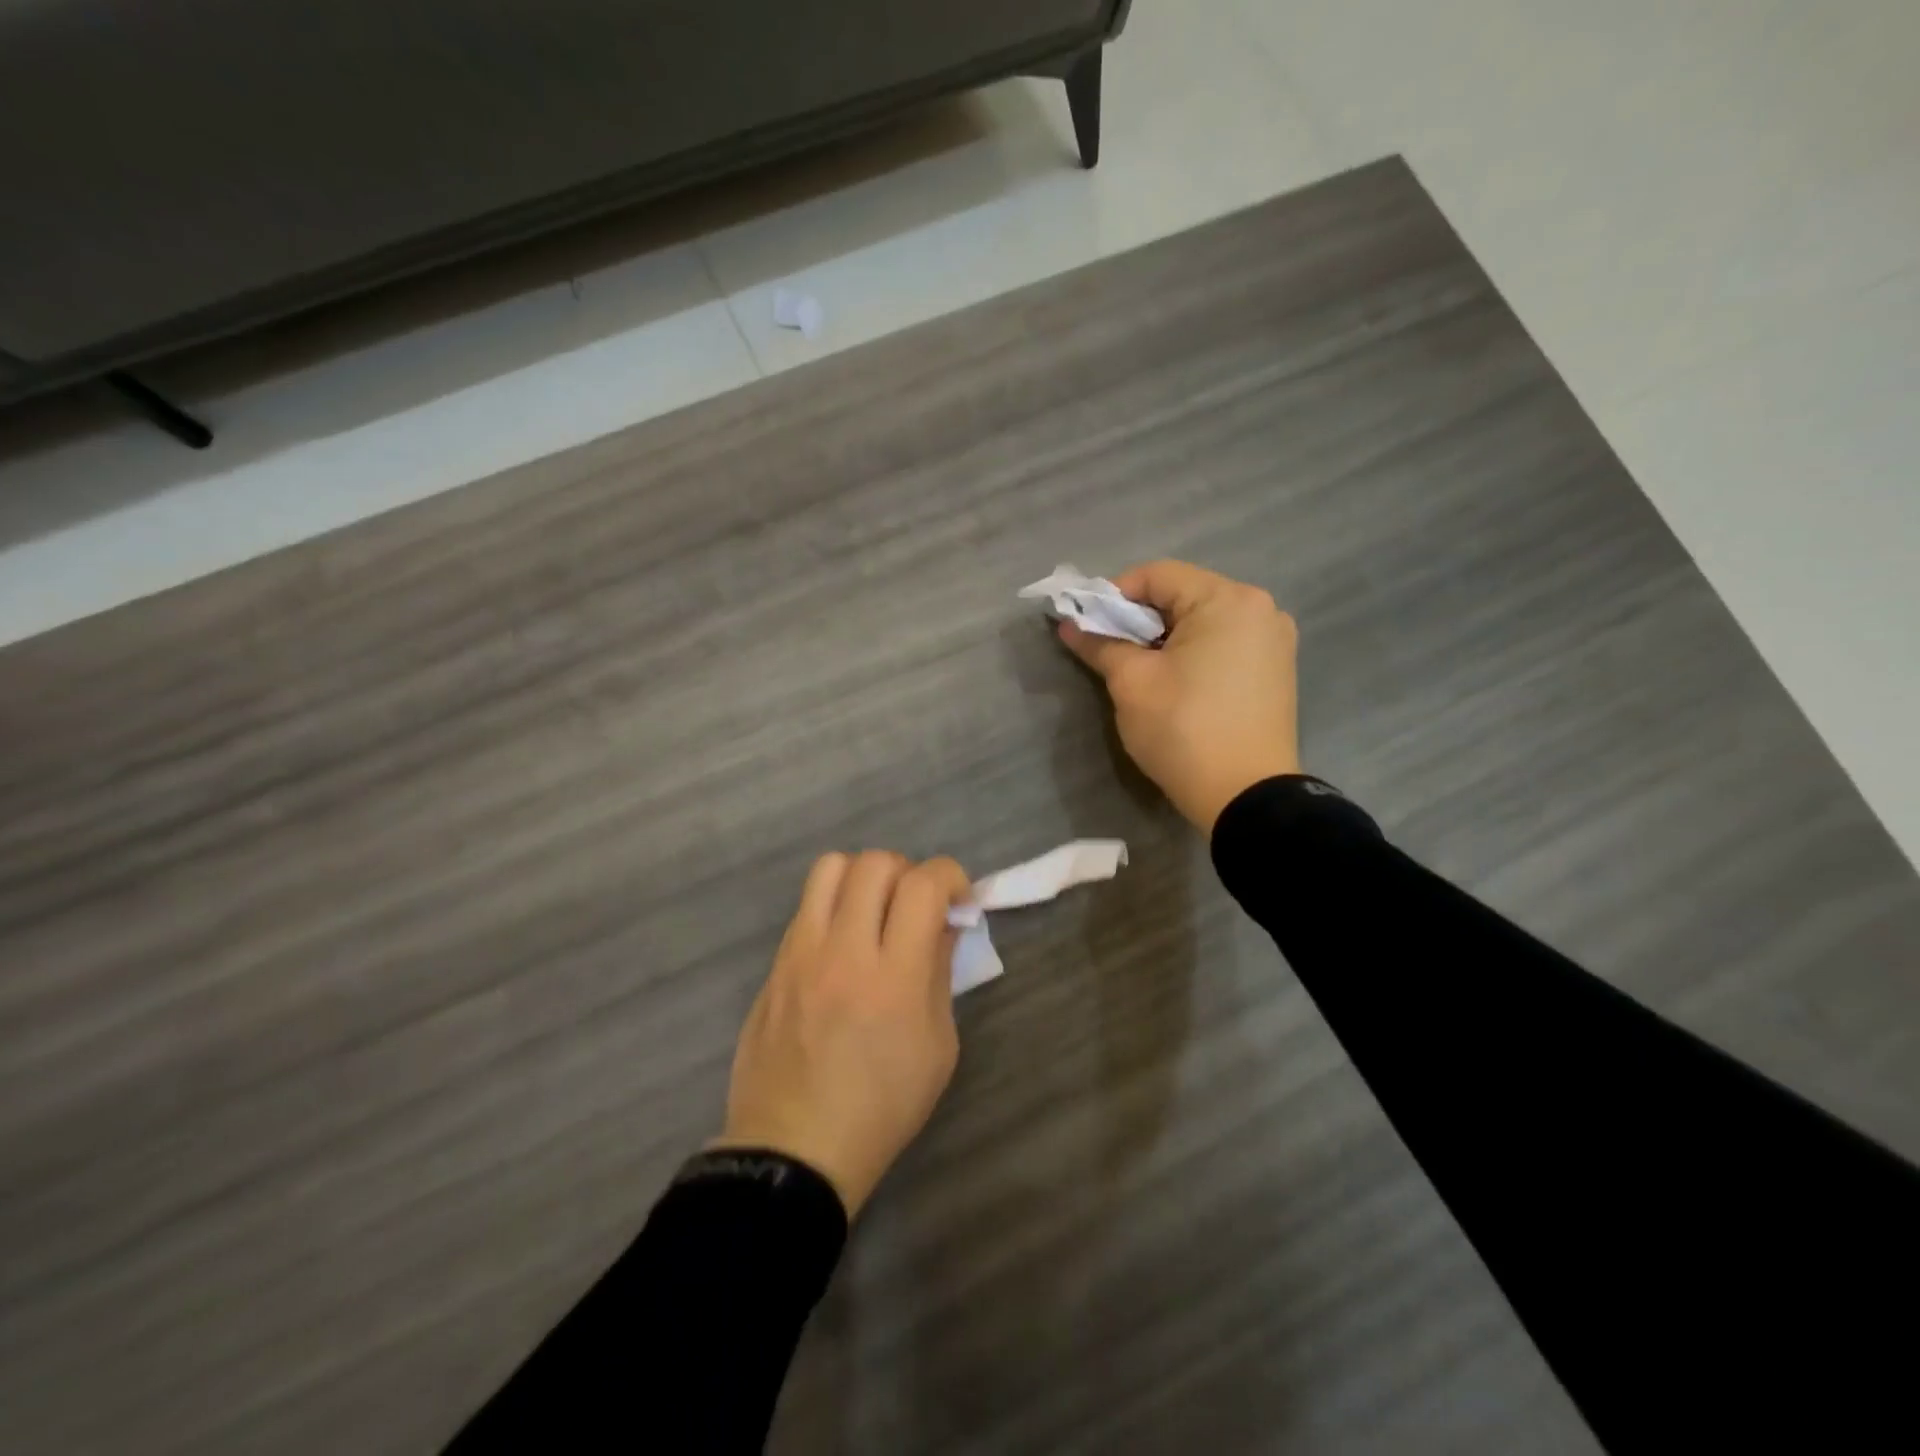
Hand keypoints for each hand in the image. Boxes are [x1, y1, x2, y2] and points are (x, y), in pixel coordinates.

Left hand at [713, 851, 970, 1216]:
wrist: (794, 1149)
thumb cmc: (881, 1107)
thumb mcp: (938, 1047)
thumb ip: (940, 972)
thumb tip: (943, 923)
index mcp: (895, 977)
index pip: (923, 886)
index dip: (949, 875)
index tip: (957, 897)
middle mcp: (845, 951)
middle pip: (875, 863)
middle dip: (908, 872)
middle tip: (915, 906)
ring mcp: (802, 953)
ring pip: (831, 867)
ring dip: (863, 877)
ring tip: (874, 910)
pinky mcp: (775, 963)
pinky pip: (806, 905)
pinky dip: (833, 904)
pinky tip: (842, 942)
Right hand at [1060, 560, 1299, 833]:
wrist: (1246, 797)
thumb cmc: (1184, 730)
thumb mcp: (1132, 683)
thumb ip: (1100, 644)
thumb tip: (1068, 625)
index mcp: (1228, 600)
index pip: (1157, 575)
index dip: (1113, 594)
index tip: (1087, 624)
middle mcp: (1260, 609)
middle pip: (1183, 595)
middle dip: (1139, 618)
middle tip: (1108, 648)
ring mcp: (1274, 641)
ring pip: (1204, 621)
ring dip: (1165, 637)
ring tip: (1139, 668)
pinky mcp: (1276, 671)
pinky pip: (1225, 644)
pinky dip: (1193, 653)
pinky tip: (1175, 681)